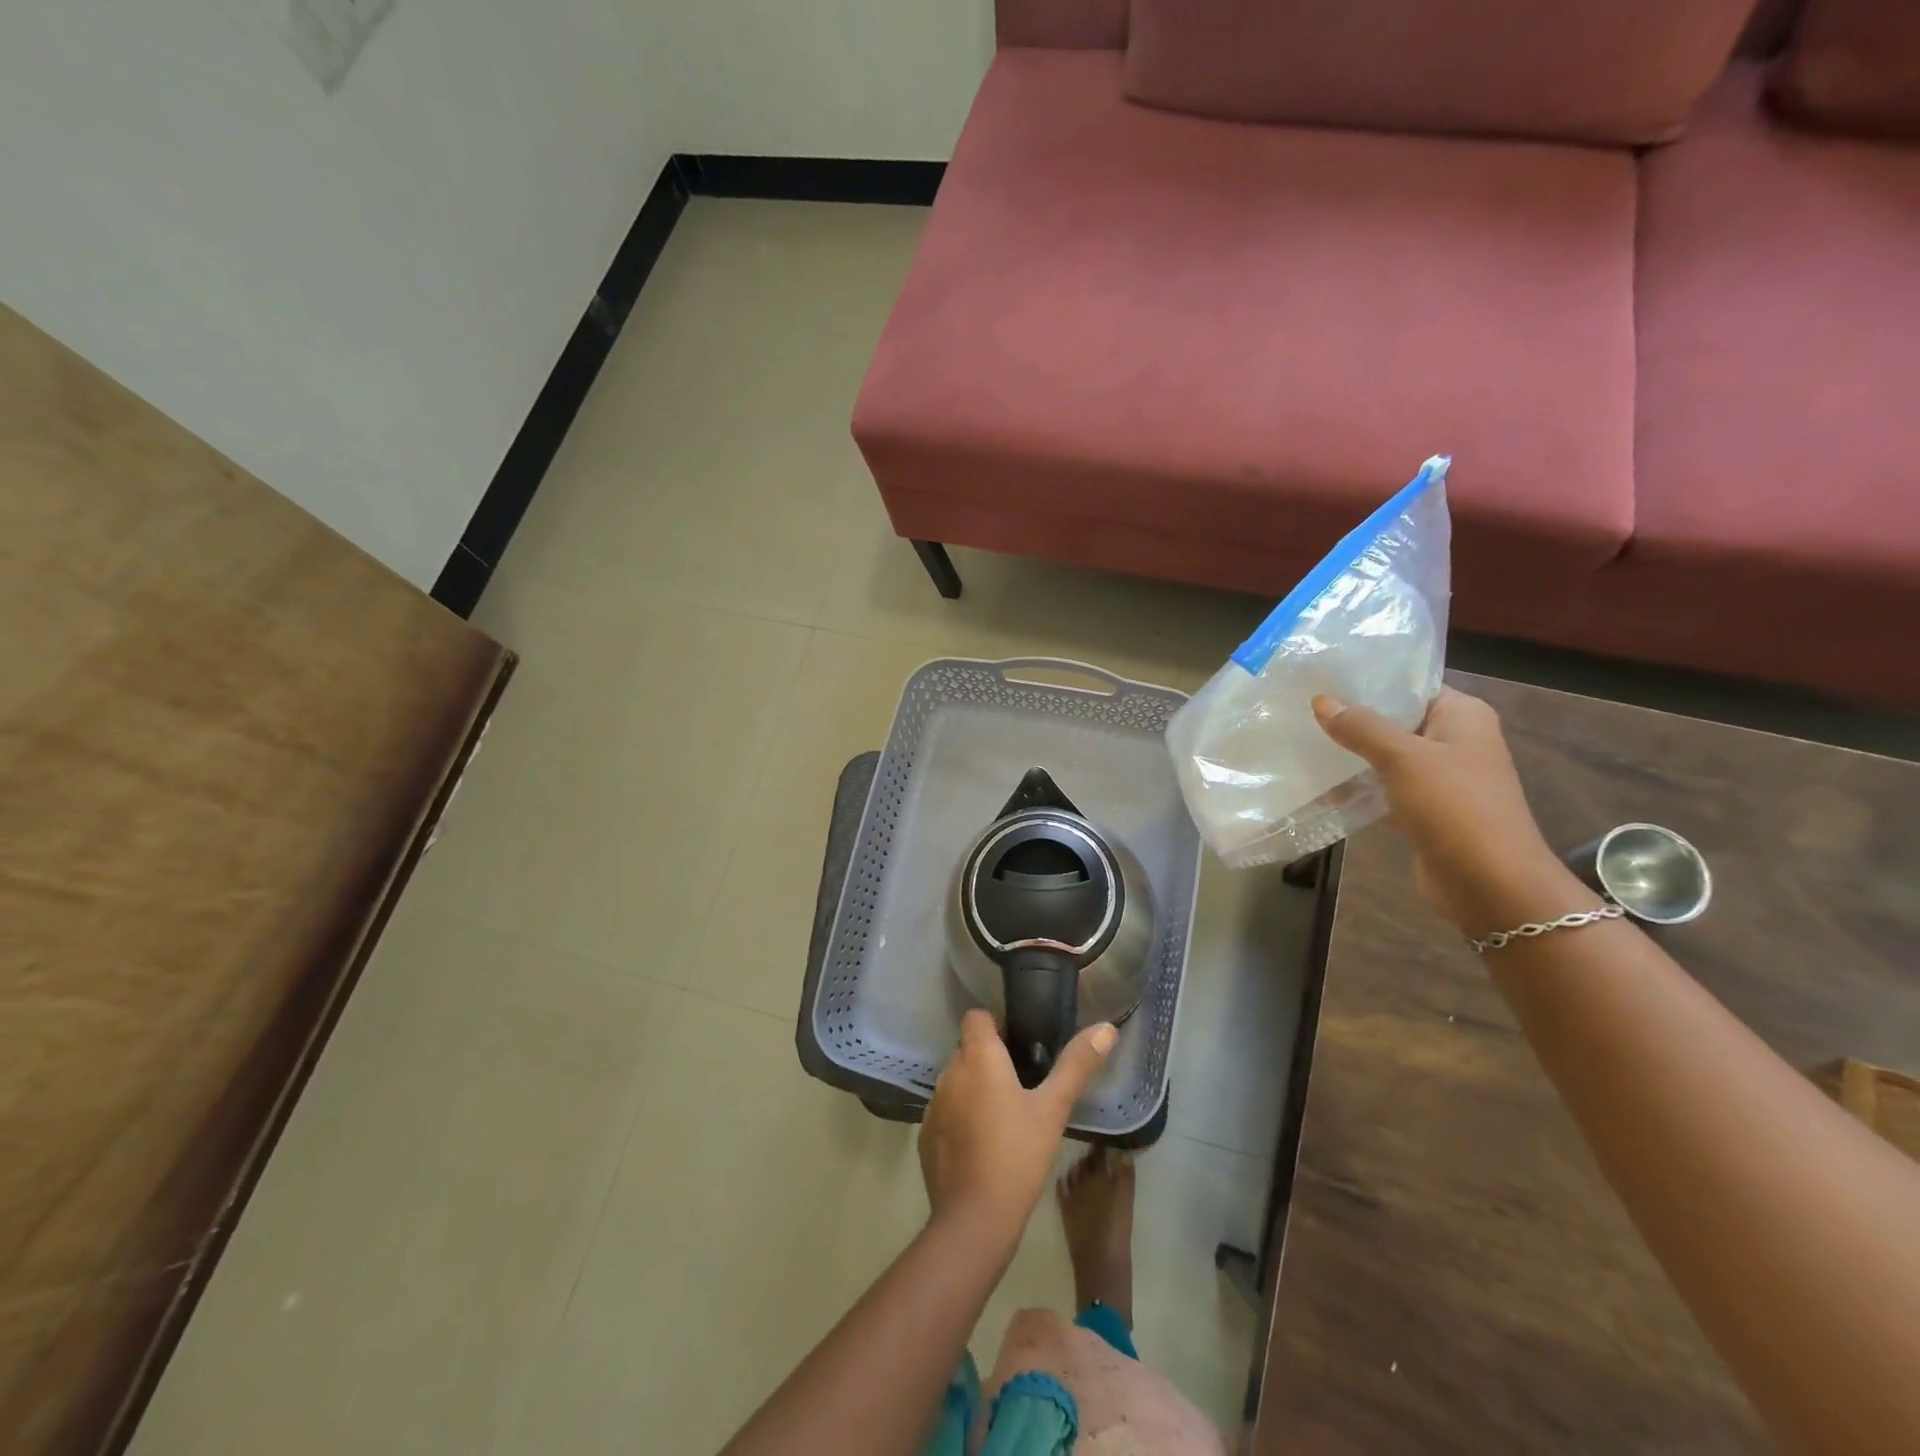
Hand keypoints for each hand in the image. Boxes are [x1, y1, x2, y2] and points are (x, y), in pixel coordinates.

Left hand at [918, 1010, 1115, 1250]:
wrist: (975, 1218)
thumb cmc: (1018, 1154)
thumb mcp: (1053, 1108)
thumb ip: (1077, 1065)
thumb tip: (1105, 1028)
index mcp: (978, 1056)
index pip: (976, 1017)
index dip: (996, 1024)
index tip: (1018, 1046)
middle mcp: (949, 1071)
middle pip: (968, 1049)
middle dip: (990, 1059)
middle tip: (1021, 1084)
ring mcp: (934, 1104)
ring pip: (957, 1081)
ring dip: (975, 1089)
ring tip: (1004, 1116)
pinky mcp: (925, 1134)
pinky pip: (946, 1112)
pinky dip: (961, 1118)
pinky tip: (983, 1145)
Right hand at [1312, 687, 1595, 935]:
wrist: (1489, 883)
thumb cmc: (1454, 807)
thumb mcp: (1403, 758)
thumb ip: (1361, 727)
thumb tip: (1320, 700)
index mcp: (1463, 716)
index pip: (1411, 686)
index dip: (1370, 682)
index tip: (1323, 679)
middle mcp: (1455, 741)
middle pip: (1396, 720)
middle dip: (1352, 718)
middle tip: (1302, 709)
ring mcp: (1441, 778)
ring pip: (1387, 756)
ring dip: (1352, 754)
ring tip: (1303, 741)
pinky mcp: (1425, 810)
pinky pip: (1385, 787)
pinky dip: (1358, 786)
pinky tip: (1321, 783)